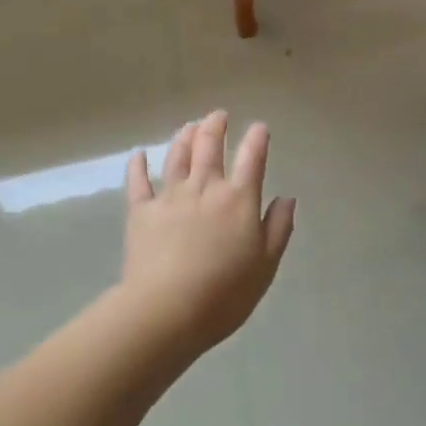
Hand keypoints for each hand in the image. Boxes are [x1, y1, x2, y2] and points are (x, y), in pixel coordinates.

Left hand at [121, 111, 296, 355]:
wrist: (166, 309)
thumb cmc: (224, 293)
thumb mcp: (265, 265)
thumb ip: (278, 228)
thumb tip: (287, 198)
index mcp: (239, 199)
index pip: (252, 159)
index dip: (257, 139)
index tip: (259, 127)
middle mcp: (205, 187)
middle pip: (210, 146)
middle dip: (216, 126)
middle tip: (218, 115)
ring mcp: (170, 196)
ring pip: (177, 156)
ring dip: (184, 137)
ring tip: (189, 126)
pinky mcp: (141, 211)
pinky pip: (138, 182)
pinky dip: (138, 165)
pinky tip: (138, 155)